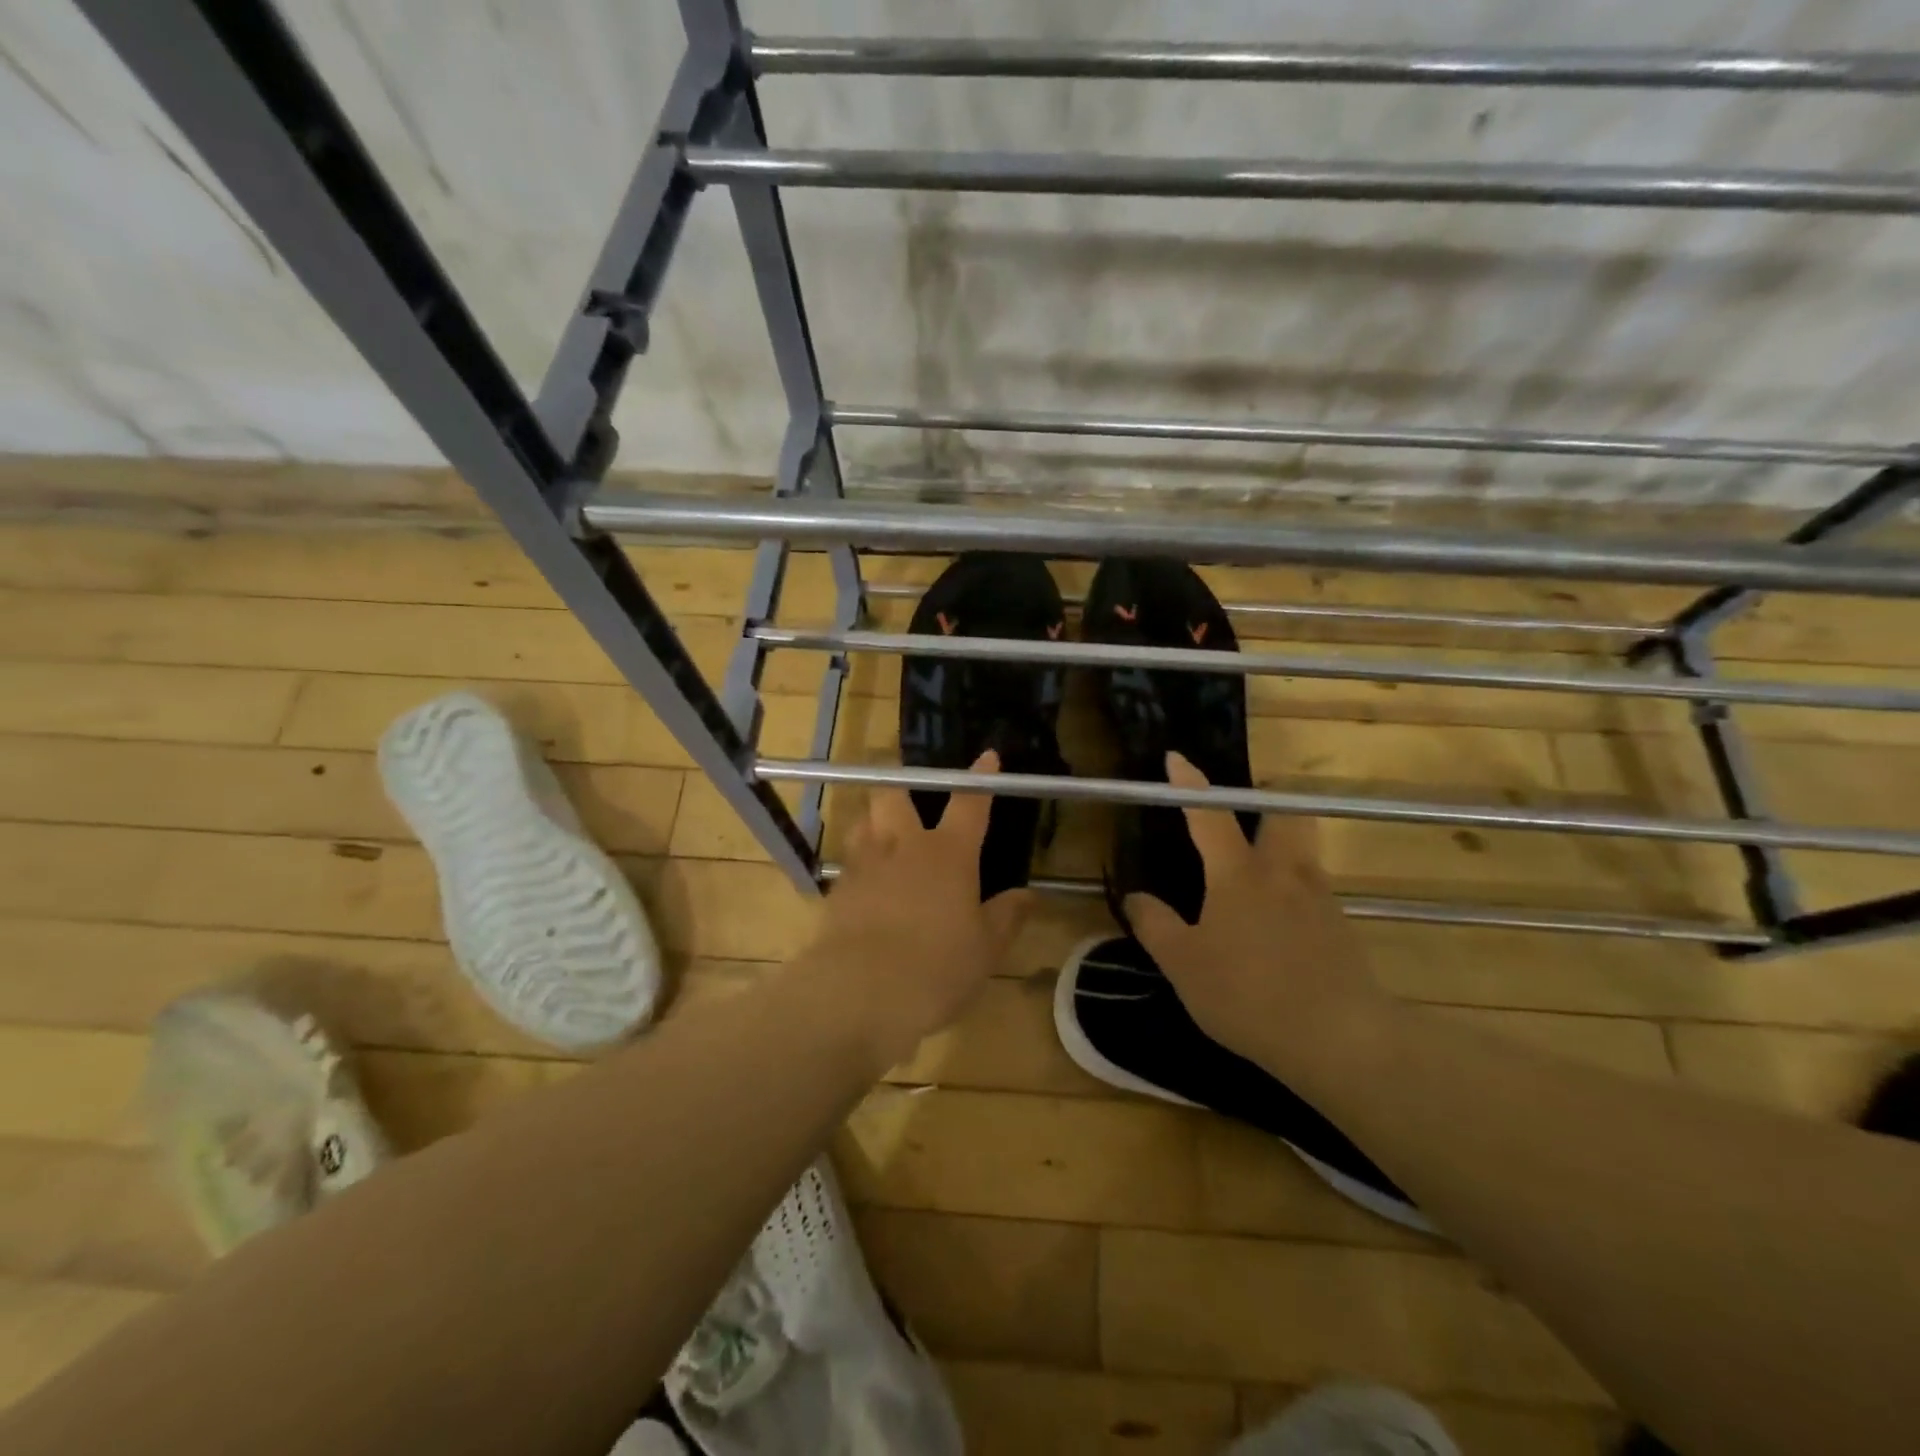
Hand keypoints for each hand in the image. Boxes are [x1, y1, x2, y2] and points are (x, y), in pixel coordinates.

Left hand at [805, 751, 1030, 1071]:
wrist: (861, 992)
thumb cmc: (937, 968)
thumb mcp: (985, 949)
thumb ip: (1006, 917)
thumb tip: (1028, 895)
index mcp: (949, 854)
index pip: (969, 804)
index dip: (980, 779)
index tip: (987, 757)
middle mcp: (904, 847)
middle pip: (894, 794)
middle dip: (901, 784)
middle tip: (909, 792)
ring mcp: (865, 865)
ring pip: (864, 821)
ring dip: (874, 819)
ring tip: (884, 832)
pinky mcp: (837, 890)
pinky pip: (848, 861)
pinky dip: (858, 862)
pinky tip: (866, 882)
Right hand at [1123, 753, 1392, 1080]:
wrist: (1341, 1040)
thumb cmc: (1248, 994)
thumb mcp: (1183, 965)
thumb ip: (1155, 925)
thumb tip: (1136, 896)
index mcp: (1238, 874)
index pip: (1209, 814)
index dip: (1189, 784)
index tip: (1176, 757)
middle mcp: (1283, 872)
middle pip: (1283, 814)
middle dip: (1263, 801)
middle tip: (1241, 814)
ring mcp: (1319, 898)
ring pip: (1302, 849)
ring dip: (1279, 844)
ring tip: (1251, 875)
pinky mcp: (1340, 927)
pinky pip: (1312, 888)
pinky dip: (1291, 889)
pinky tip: (1274, 926)